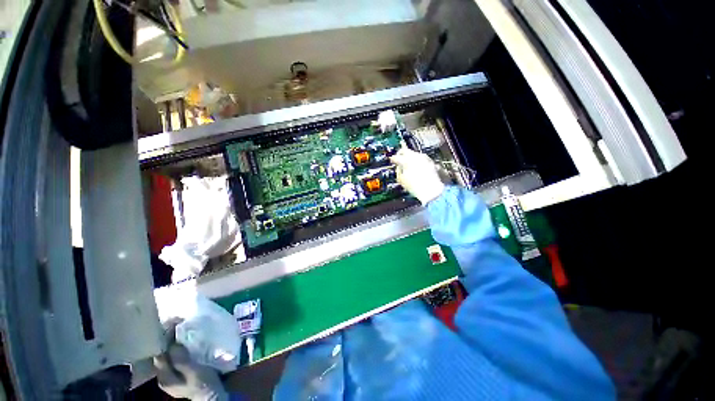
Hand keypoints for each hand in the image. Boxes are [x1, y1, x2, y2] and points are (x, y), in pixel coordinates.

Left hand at [154, 324, 228, 400]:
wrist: (212, 395)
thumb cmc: (203, 383)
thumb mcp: (194, 371)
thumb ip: (181, 359)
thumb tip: (172, 342)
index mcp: (164, 376)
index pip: (159, 353)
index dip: (164, 338)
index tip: (173, 322)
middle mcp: (163, 375)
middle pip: (161, 353)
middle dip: (167, 338)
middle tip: (176, 321)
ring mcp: (170, 374)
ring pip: (167, 354)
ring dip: (172, 341)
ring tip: (180, 327)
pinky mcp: (178, 372)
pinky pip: (174, 356)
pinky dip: (177, 346)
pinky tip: (183, 340)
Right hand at [390, 145, 444, 204]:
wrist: (431, 190)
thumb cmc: (416, 187)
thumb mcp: (401, 180)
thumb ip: (398, 170)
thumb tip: (399, 167)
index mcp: (406, 160)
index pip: (395, 157)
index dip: (392, 159)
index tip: (392, 161)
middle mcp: (415, 156)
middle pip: (405, 151)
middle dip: (401, 154)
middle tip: (399, 159)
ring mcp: (424, 158)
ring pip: (414, 153)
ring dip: (409, 157)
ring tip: (408, 165)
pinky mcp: (430, 161)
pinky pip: (421, 158)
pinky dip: (417, 161)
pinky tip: (416, 168)